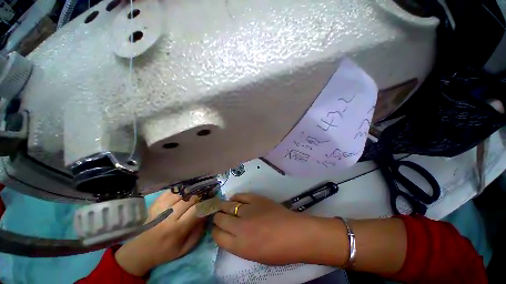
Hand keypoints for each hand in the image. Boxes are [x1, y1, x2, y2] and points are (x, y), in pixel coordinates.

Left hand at [115, 192, 205, 275]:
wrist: (140, 251)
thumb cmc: (165, 251)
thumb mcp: (186, 248)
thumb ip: (199, 231)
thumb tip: (206, 213)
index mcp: (177, 229)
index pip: (197, 209)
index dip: (206, 203)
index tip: (213, 200)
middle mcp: (169, 216)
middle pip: (190, 198)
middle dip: (200, 195)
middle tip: (206, 194)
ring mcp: (161, 208)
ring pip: (181, 193)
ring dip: (191, 191)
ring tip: (197, 191)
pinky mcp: (155, 204)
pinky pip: (170, 191)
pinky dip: (180, 189)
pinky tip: (185, 191)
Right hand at [212, 193, 331, 265]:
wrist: (295, 234)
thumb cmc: (278, 251)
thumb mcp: (254, 255)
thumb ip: (239, 244)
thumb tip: (231, 234)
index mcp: (239, 245)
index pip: (217, 236)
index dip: (215, 231)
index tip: (217, 229)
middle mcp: (239, 227)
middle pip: (220, 219)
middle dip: (217, 218)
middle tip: (218, 217)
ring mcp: (247, 210)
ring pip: (227, 205)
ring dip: (223, 206)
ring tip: (222, 206)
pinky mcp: (256, 199)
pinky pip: (240, 196)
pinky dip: (235, 197)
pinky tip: (233, 198)